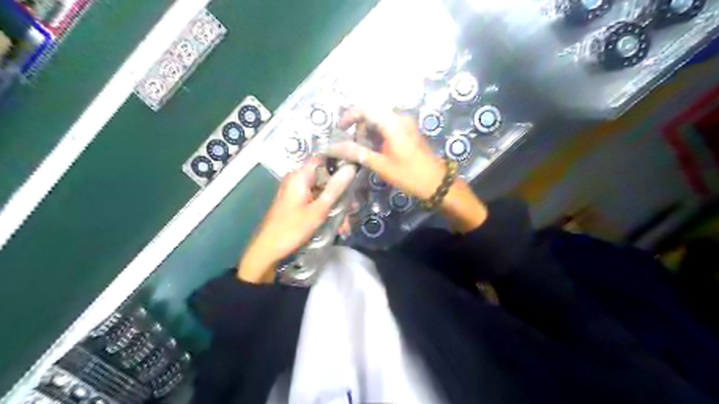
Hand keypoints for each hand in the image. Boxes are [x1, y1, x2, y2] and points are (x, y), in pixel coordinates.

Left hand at [238, 157, 355, 283]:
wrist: (268, 250)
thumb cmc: (292, 229)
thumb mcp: (318, 210)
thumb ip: (335, 188)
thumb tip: (350, 167)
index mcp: (300, 176)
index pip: (323, 159)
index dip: (339, 163)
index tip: (356, 172)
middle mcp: (296, 179)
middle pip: (324, 178)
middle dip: (340, 193)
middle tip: (352, 209)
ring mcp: (295, 191)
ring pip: (321, 191)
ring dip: (334, 205)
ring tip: (344, 225)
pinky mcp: (296, 202)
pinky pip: (315, 200)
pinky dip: (325, 210)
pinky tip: (335, 225)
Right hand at [326, 109, 488, 233]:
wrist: (436, 183)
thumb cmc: (409, 175)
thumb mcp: (381, 165)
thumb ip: (357, 153)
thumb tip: (332, 148)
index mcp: (393, 123)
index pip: (365, 109)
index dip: (349, 116)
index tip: (339, 129)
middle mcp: (400, 118)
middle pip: (372, 113)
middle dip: (359, 128)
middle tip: (354, 147)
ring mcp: (405, 124)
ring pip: (379, 120)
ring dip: (367, 133)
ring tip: (364, 151)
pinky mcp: (408, 131)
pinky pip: (387, 127)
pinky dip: (377, 136)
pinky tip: (375, 150)